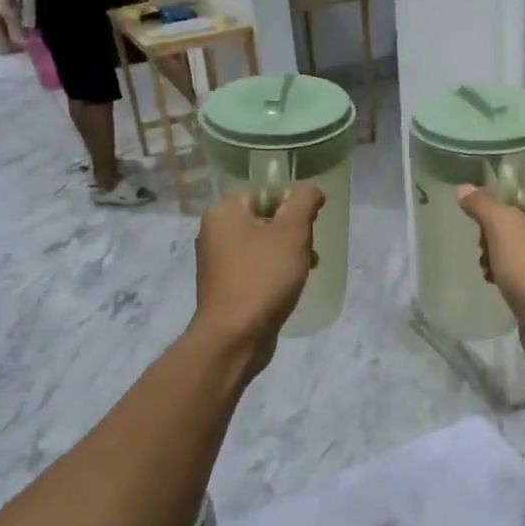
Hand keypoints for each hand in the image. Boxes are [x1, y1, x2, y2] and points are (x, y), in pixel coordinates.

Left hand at [193, 185, 326, 371]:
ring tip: (304, 273)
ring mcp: (215, 262)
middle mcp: (213, 232)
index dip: (292, 208)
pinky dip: (271, 274)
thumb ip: (304, 202)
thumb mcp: (293, 233)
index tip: (310, 227)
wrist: (235, 336)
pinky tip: (286, 290)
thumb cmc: (264, 277)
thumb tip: (310, 189)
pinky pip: (253, 269)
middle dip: (291, 235)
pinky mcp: (222, 287)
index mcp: (224, 212)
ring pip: (260, 247)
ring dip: (285, 256)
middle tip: (308, 253)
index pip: (265, 194)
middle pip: (264, 220)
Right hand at [455, 187, 524, 368]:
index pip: (524, 192)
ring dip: (497, 255)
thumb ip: (482, 203)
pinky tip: (495, 283)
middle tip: (484, 249)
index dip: (498, 204)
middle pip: (520, 219)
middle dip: (494, 234)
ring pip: (520, 245)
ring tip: (487, 269)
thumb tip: (465, 188)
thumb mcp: (502, 227)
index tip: (481, 222)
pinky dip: (509, 273)